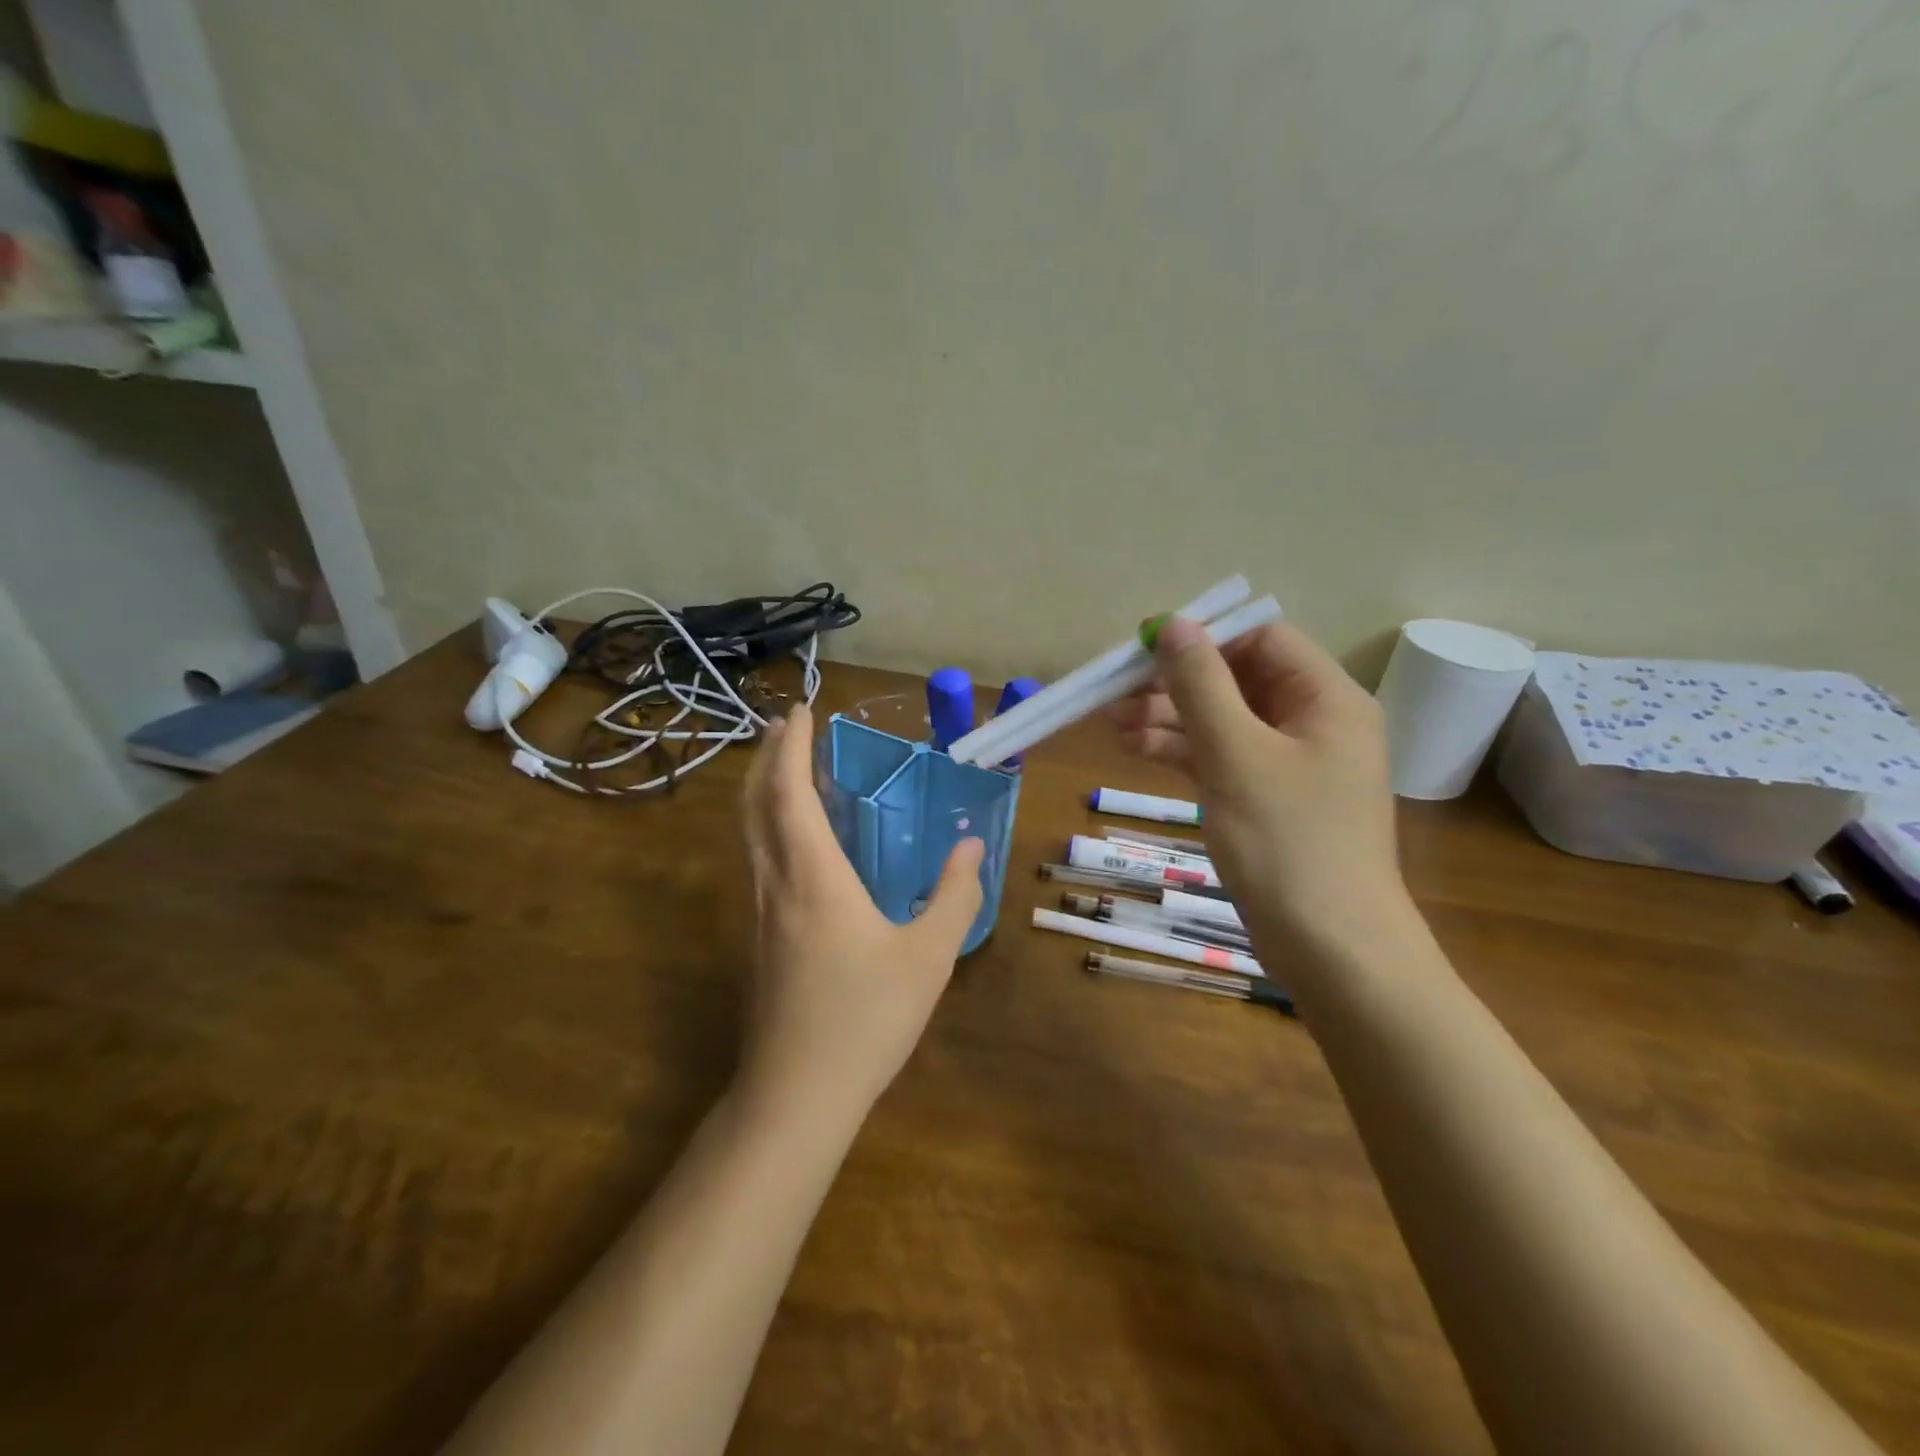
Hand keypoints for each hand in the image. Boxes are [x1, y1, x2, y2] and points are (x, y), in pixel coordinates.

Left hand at [739, 705, 984, 1120]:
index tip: (800, 711)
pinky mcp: (760, 936)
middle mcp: (776, 882)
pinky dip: (767, 824)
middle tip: (786, 727)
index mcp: (813, 876)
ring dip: (763, 790)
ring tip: (787, 768)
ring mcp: (760, 910)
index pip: (789, 792)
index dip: (790, 746)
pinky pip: (757, 858)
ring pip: (749, 832)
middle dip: (767, 758)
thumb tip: (969, 847)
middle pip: (755, 804)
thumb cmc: (866, 1018)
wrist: (797, 1094)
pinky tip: (795, 838)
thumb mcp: (929, 956)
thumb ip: (953, 896)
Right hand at [1110, 619, 1407, 951]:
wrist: (1331, 948)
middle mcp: (1313, 722)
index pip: (1262, 640)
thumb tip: (1172, 624)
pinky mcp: (1268, 800)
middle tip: (1114, 692)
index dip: (1204, 638)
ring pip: (1223, 720)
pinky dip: (1181, 751)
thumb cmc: (1287, 842)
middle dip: (1175, 683)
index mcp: (1327, 698)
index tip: (1145, 648)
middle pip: (1237, 680)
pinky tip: (1136, 749)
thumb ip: (1201, 685)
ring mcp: (1290, 764)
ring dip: (1169, 717)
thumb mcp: (1235, 754)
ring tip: (1111, 724)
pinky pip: (1221, 757)